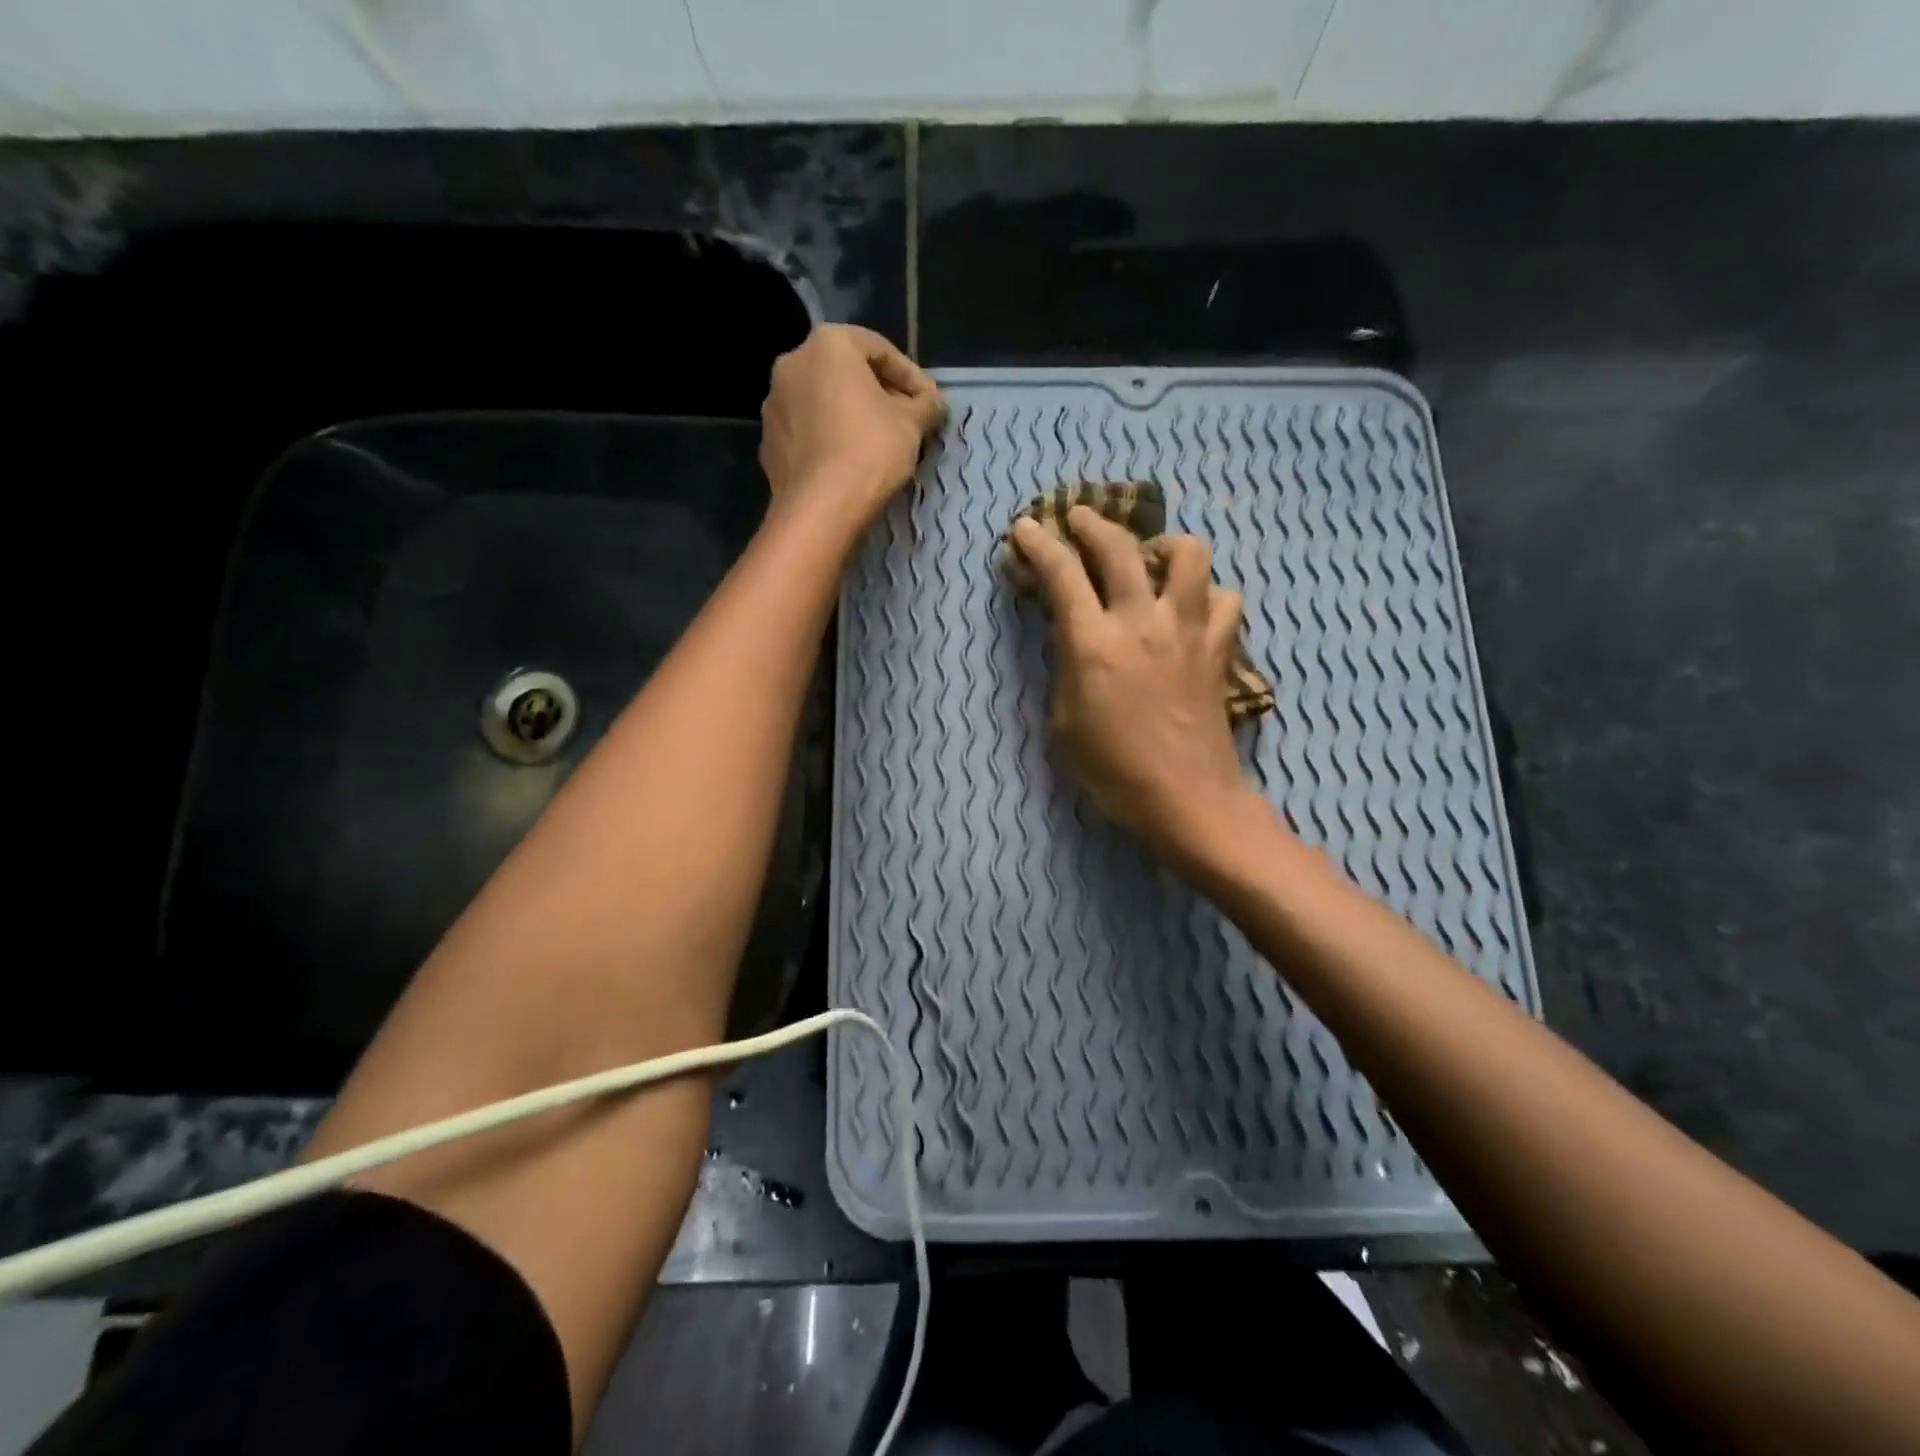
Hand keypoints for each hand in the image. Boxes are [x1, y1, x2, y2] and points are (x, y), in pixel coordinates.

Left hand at [759, 324, 944, 532]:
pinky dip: (830, 440)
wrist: (820, 508)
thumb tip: (934, 404)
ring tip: (879, 445)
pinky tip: (851, 463)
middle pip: (846, 373)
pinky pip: (808, 433)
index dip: (911, 376)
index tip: (931, 402)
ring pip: (824, 403)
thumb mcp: (912, 424)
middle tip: (907, 422)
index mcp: (827, 346)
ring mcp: (774, 405)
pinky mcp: (769, 443)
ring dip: (852, 417)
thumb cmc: (870, 450)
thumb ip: (926, 406)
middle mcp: (792, 364)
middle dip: (879, 394)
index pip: (879, 349)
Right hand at [1011, 506, 1256, 861]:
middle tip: (1078, 518)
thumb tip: (1071, 636)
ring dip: (1164, 546)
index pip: (1061, 573)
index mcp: (1094, 642)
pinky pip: (1224, 599)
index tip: (1025, 528)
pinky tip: (1192, 609)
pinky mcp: (1219, 647)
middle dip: (1092, 523)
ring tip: (1151, 559)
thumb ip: (1065, 667)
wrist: (1186, 798)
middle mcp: (1142, 621)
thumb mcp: (1063, 722)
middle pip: (1119, 547)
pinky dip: (1207, 595)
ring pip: (1189, 554)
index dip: (1038, 544)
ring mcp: (1188, 629)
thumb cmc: (1112, 770)